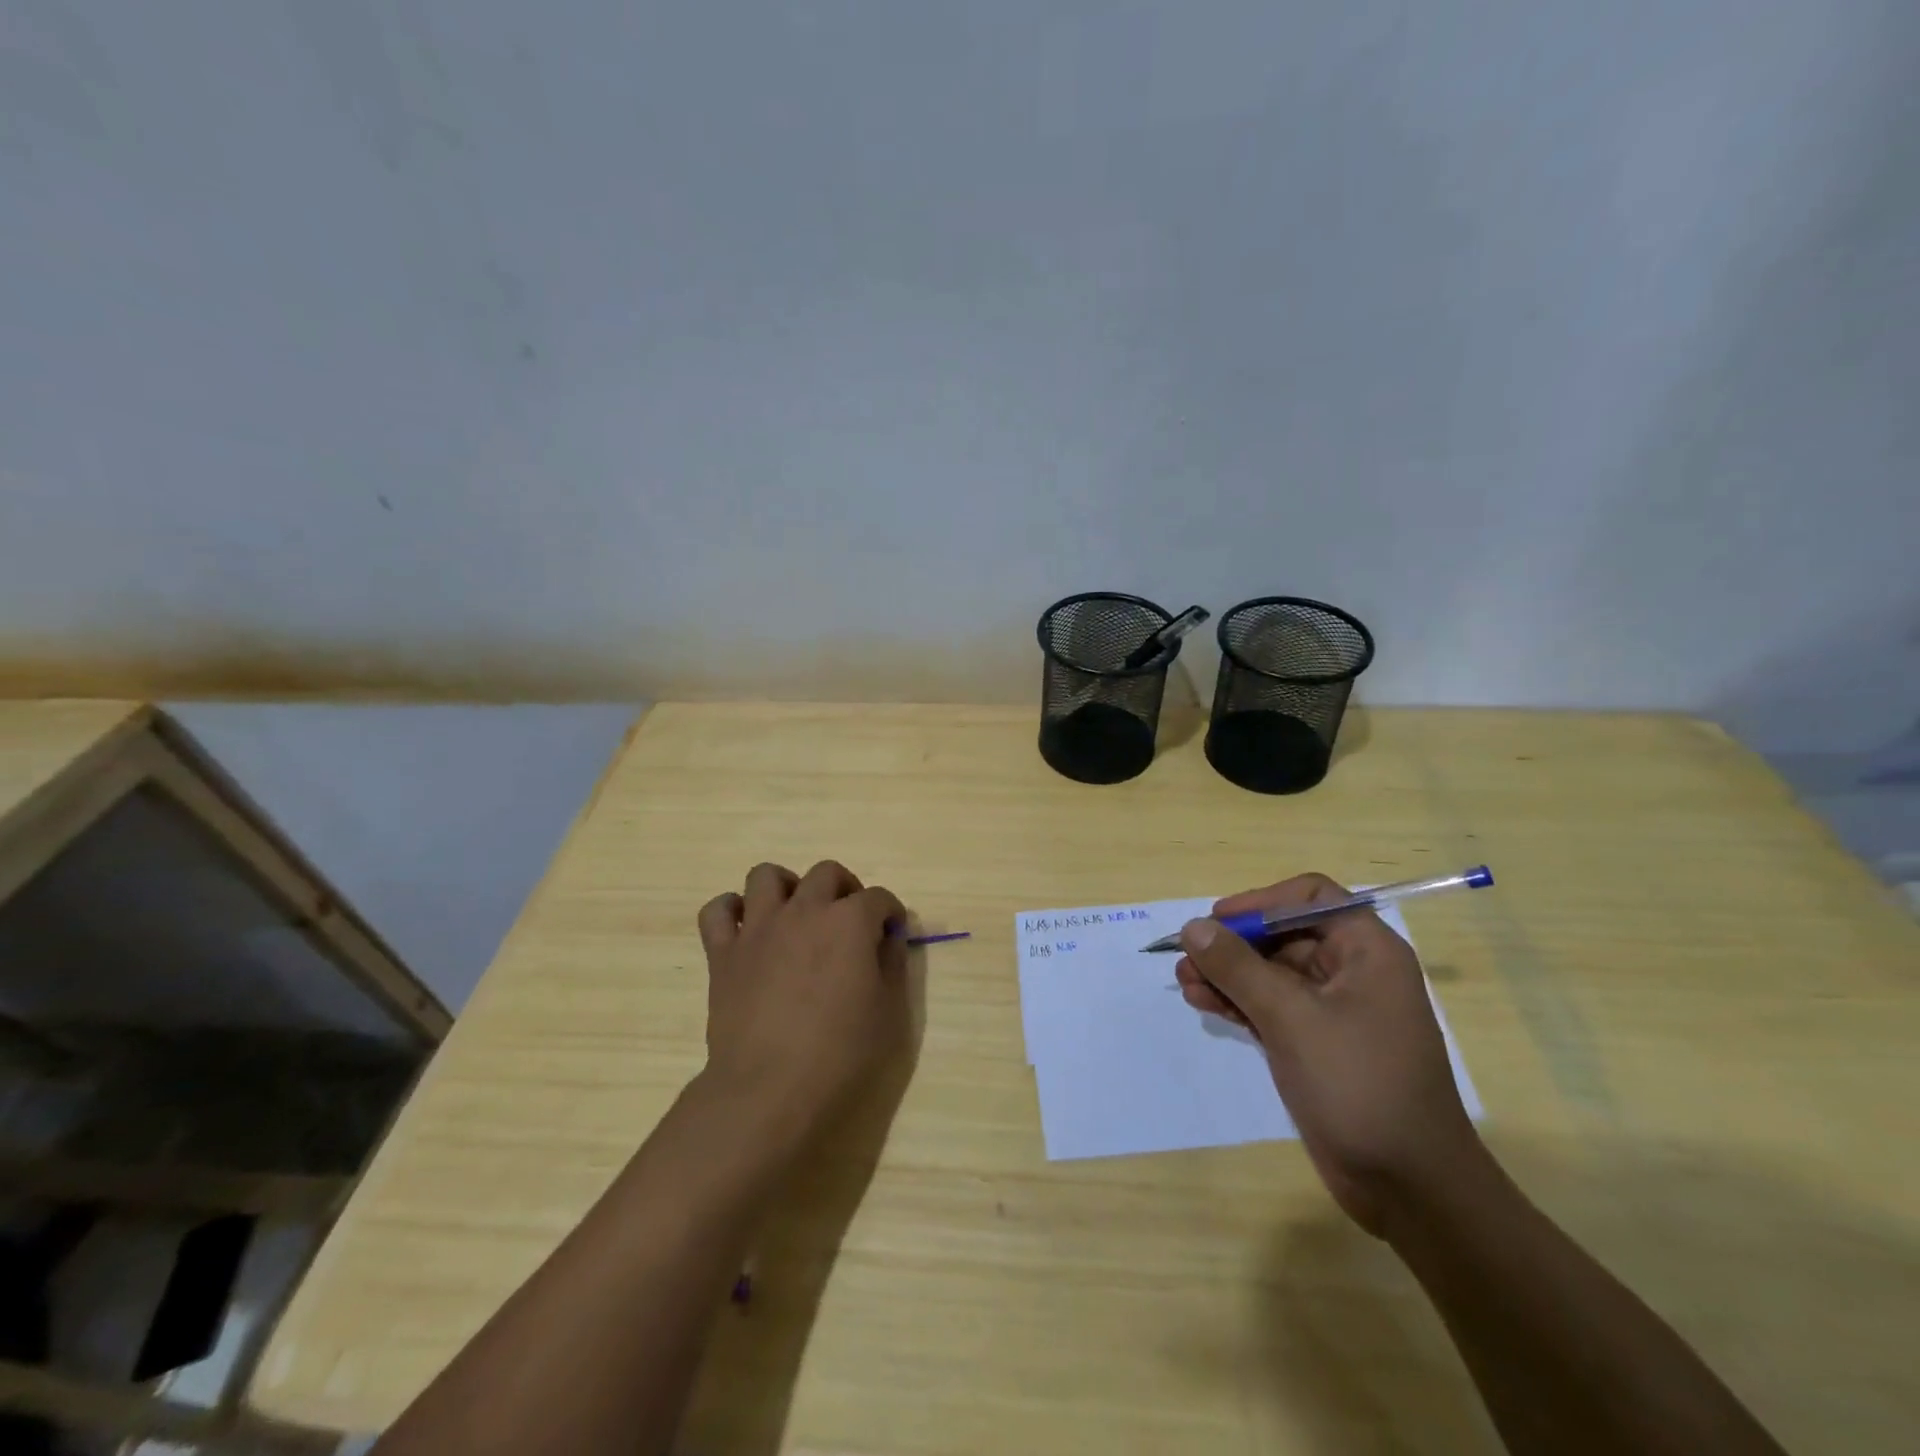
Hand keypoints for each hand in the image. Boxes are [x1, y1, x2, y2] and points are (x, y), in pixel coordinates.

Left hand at [696, 860, 910, 1148]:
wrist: (769, 1089)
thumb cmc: (840, 1054)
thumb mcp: (888, 1012)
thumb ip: (892, 964)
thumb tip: (889, 936)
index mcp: (850, 922)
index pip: (878, 898)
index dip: (889, 913)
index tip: (890, 934)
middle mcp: (804, 910)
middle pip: (826, 873)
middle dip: (845, 888)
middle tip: (849, 920)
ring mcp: (759, 927)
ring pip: (766, 875)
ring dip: (786, 887)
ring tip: (795, 915)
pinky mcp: (723, 952)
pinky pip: (716, 910)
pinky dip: (731, 911)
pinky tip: (746, 930)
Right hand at [1174, 873, 1486, 1237]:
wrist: (1410, 1188)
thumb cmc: (1359, 1085)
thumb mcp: (1291, 1018)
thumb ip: (1238, 967)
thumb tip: (1194, 927)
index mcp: (1366, 950)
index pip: (1309, 897)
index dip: (1260, 902)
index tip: (1218, 921)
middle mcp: (1353, 971)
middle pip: (1282, 935)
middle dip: (1233, 944)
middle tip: (1187, 957)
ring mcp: (1334, 1010)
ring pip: (1271, 972)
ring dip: (1228, 974)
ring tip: (1184, 982)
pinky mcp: (1317, 1043)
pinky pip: (1271, 1006)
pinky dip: (1238, 1001)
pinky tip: (1202, 1002)